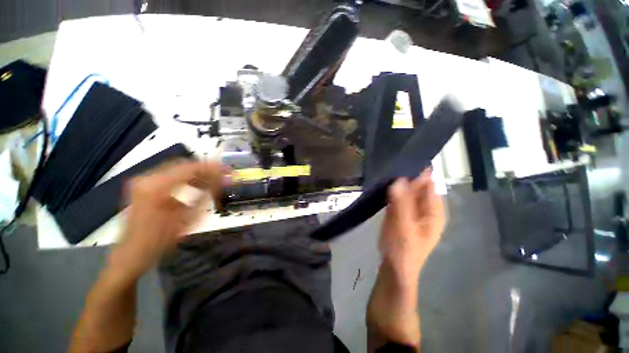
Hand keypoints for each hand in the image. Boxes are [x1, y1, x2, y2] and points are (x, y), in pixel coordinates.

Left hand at [108, 160, 226, 280]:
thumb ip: (207, 195)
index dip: (211, 168)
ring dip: (197, 174)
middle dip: (205, 169)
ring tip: (213, 181)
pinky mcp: (144, 186)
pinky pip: (170, 176)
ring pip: (177, 169)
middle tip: (222, 176)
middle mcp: (147, 178)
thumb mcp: (188, 218)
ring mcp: (144, 181)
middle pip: (183, 165)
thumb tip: (224, 180)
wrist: (131, 253)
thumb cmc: (160, 240)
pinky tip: (197, 186)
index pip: (190, 168)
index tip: (227, 170)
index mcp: (156, 186)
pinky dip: (186, 179)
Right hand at [367, 169, 444, 348]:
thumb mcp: (403, 227)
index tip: (403, 155)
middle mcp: (425, 208)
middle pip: (417, 185)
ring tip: (385, 167)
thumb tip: (399, 179)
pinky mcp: (400, 213)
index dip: (418, 170)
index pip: (429, 183)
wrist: (394, 270)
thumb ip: (401, 204)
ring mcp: (411, 210)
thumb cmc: (403, 251)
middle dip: (405, 174)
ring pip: (406, 190)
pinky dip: (391, 190)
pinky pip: (397, 197)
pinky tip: (383, 182)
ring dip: (397, 181)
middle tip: (389, 160)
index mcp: (433, 210)